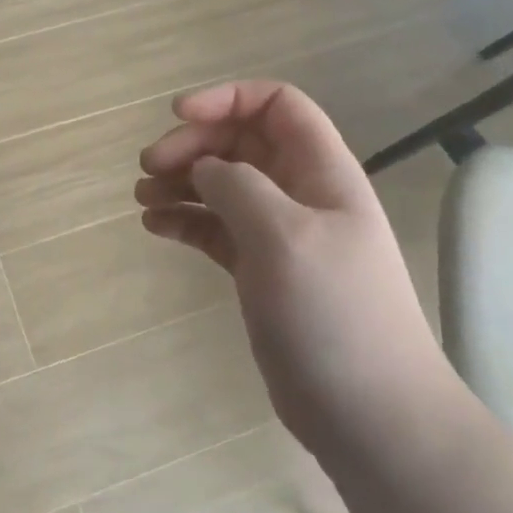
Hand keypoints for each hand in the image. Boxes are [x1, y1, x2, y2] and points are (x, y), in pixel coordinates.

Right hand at [136, 81, 453, 455]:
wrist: (369, 413)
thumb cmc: (333, 313)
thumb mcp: (284, 235)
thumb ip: (238, 186)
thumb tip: (204, 168)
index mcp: (320, 171)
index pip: (276, 105)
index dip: (227, 99)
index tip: (178, 116)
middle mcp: (299, 193)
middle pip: (240, 142)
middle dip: (192, 145)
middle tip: (148, 167)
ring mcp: (278, 233)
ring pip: (222, 185)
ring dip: (180, 182)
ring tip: (143, 197)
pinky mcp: (259, 270)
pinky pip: (215, 227)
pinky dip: (184, 220)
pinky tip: (155, 227)